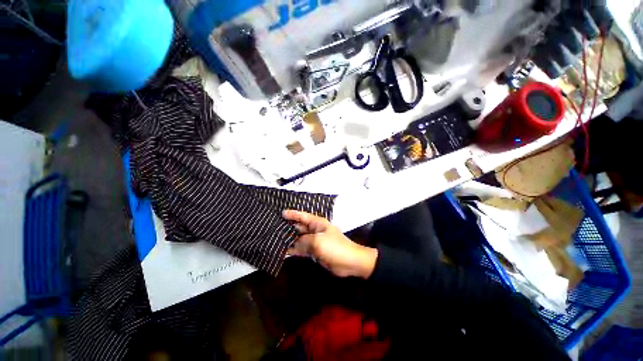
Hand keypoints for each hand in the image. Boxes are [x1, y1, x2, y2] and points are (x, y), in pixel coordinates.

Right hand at [283, 210, 377, 278]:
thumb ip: (303, 241)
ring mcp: (314, 241)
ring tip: (275, 239)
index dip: (292, 214)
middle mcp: (315, 230)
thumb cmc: (335, 247)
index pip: (303, 216)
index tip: (281, 213)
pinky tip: (284, 251)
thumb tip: (293, 243)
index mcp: (317, 223)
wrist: (349, 262)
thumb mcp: (318, 241)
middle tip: (274, 227)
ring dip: (290, 239)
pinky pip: (302, 249)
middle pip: (299, 227)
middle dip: (289, 227)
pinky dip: (294, 249)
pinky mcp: (315, 251)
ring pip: (299, 239)